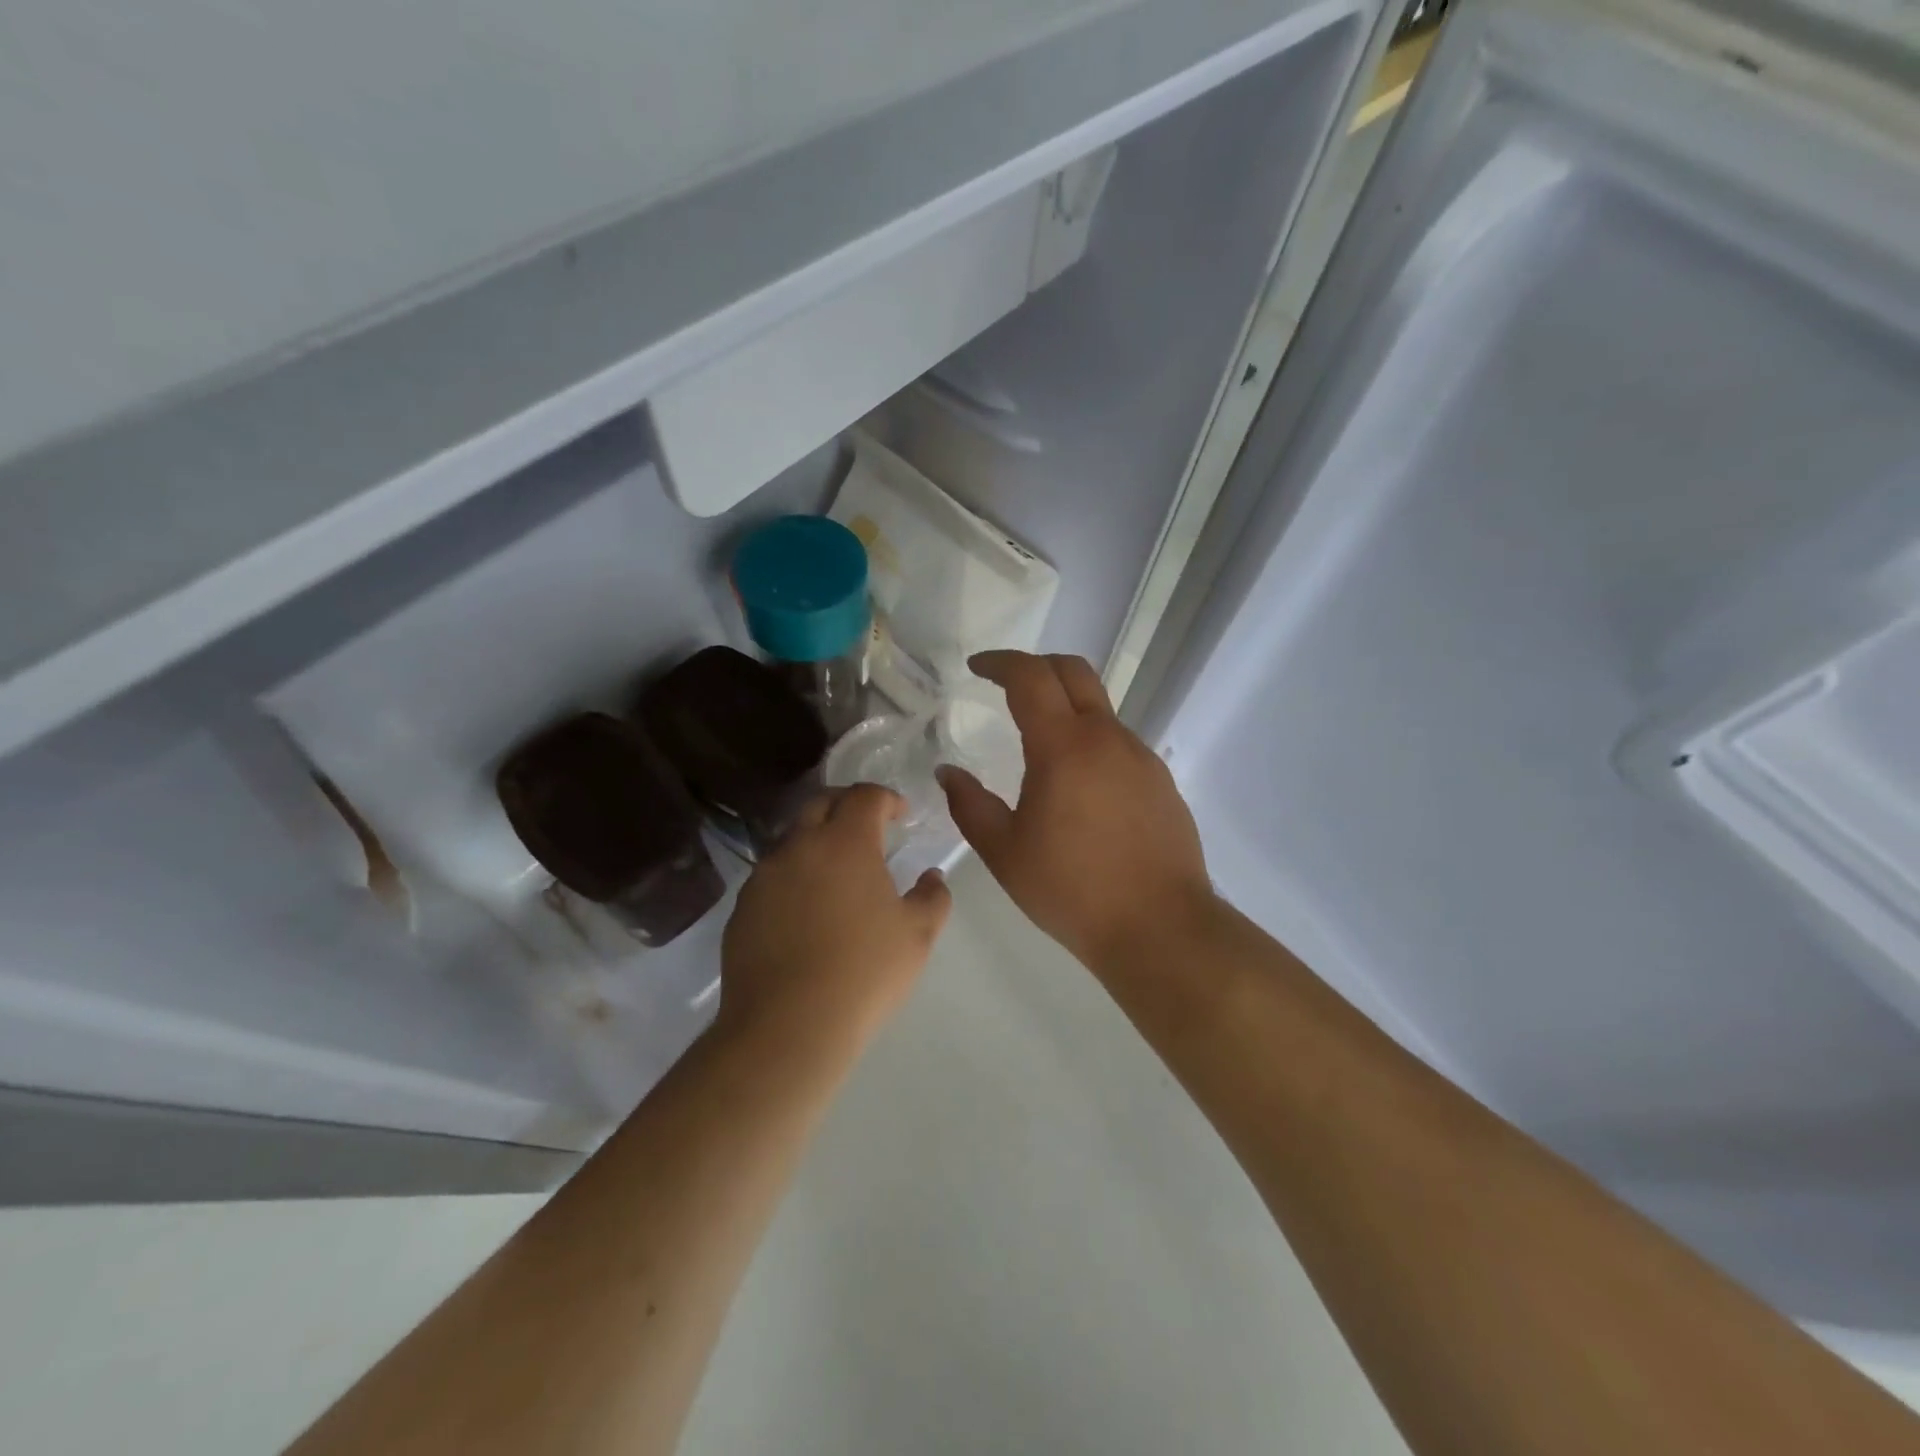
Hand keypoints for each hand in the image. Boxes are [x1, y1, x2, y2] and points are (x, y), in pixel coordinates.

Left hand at [718, 785, 951, 1053]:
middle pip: (821, 803)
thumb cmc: (864, 973)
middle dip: (847, 806)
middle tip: (867, 827)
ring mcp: (764, 876)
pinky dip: (793, 876)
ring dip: (816, 840)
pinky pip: (771, 875)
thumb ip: (932, 896)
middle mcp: (800, 846)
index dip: (887, 798)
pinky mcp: (742, 907)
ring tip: (835, 870)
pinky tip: (805, 910)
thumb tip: (931, 876)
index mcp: (845, 842)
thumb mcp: (917, 935)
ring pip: (792, 838)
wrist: (787, 1026)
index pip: (865, 796)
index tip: (901, 814)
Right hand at [937, 651, 1214, 969]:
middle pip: (1074, 671)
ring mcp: (1141, 757)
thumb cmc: (1071, 890)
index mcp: (1064, 747)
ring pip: (1099, 709)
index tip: (977, 667)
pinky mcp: (1161, 780)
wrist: (1159, 927)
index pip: (1030, 677)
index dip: (1000, 662)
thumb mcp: (1005, 852)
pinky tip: (1079, 786)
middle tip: (1007, 684)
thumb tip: (947, 771)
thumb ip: (969, 805)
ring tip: (1040, 745)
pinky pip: (1119, 743)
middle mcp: (1107, 738)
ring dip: (1066, 707)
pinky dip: (1091, 741)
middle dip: (1036, 666)